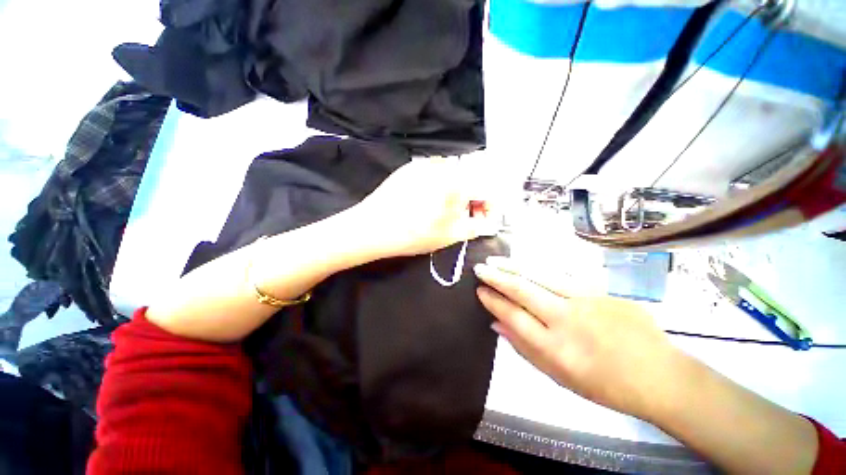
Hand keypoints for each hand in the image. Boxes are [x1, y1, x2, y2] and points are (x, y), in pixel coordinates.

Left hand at [354, 157, 499, 256]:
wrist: (373, 228)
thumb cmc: (415, 234)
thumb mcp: (451, 235)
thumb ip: (476, 225)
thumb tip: (486, 219)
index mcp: (458, 181)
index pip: (487, 188)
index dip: (488, 205)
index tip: (482, 218)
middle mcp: (443, 165)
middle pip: (470, 179)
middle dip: (472, 199)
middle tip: (463, 217)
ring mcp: (424, 163)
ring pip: (452, 175)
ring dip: (456, 192)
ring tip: (443, 211)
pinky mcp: (410, 167)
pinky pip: (434, 174)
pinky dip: (439, 186)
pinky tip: (427, 202)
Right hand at [474, 257, 682, 419]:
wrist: (661, 376)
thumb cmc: (606, 386)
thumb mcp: (560, 378)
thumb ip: (524, 349)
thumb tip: (496, 325)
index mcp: (556, 348)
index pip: (513, 316)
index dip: (493, 301)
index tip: (479, 291)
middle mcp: (567, 320)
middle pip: (523, 290)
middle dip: (496, 277)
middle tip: (479, 268)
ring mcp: (586, 301)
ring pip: (540, 276)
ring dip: (513, 266)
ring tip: (495, 261)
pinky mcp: (602, 291)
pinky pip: (562, 276)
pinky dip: (539, 269)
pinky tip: (526, 264)